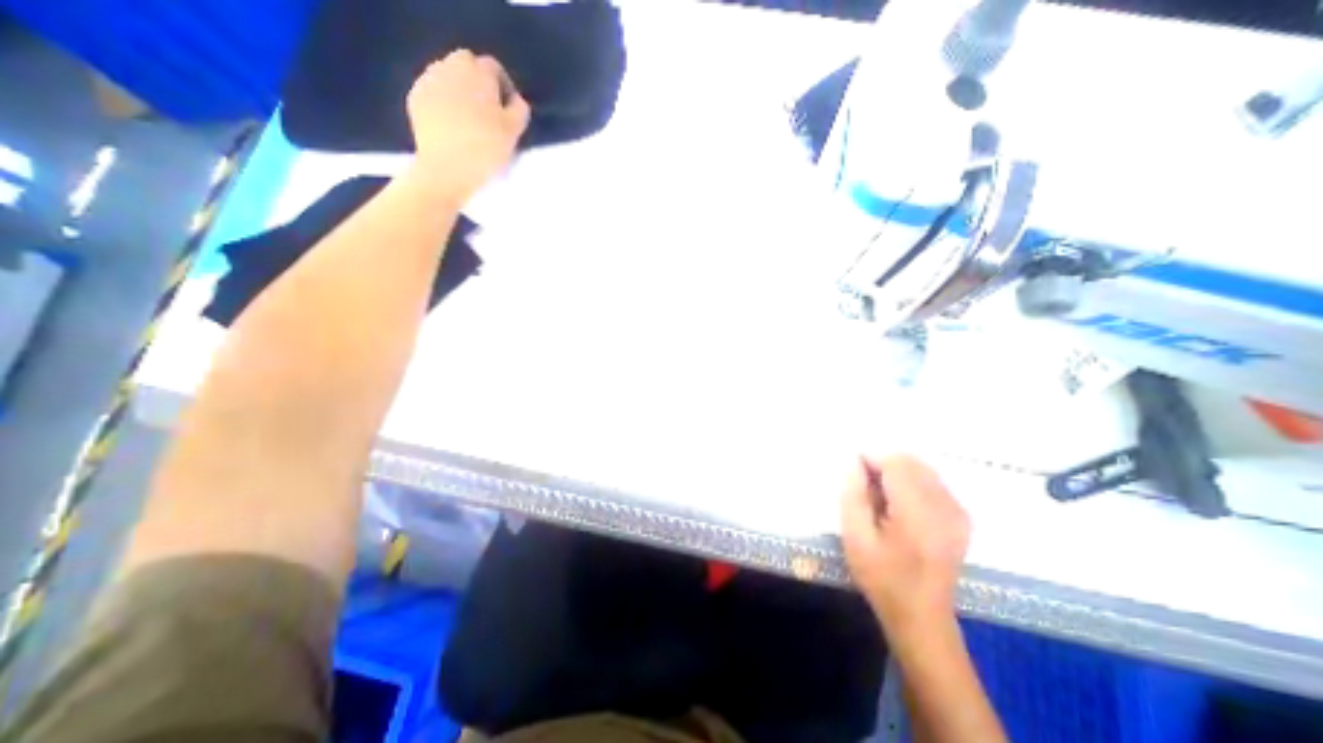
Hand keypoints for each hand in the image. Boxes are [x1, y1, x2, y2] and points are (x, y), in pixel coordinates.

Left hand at [405, 48, 531, 201]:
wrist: (447, 169)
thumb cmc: (486, 150)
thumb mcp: (514, 133)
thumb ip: (519, 111)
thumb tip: (517, 101)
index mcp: (479, 73)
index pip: (494, 68)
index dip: (504, 88)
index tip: (509, 111)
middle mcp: (451, 67)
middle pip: (467, 65)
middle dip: (478, 83)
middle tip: (488, 113)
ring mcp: (429, 81)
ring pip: (448, 77)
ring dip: (459, 91)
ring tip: (469, 120)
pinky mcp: (415, 98)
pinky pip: (434, 93)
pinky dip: (443, 103)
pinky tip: (451, 127)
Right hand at [846, 455, 968, 635]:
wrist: (921, 616)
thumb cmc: (881, 577)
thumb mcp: (855, 537)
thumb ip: (854, 495)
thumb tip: (855, 463)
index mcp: (917, 516)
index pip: (897, 465)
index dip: (872, 459)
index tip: (855, 470)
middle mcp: (945, 509)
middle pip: (912, 463)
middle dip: (884, 464)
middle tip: (866, 486)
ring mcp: (958, 513)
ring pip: (923, 469)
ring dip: (898, 473)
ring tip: (882, 496)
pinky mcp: (962, 518)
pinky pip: (934, 482)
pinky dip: (913, 482)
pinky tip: (901, 504)